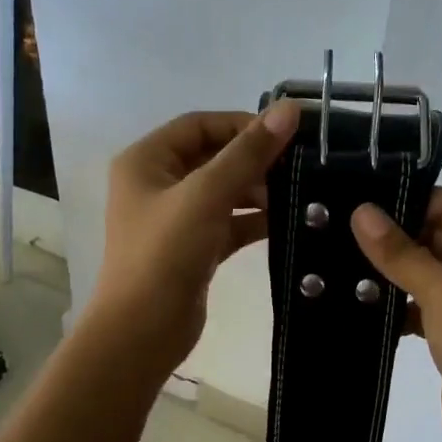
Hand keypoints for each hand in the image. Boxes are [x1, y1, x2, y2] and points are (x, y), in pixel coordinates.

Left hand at [91, 103, 299, 370]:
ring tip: (299, 195)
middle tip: (298, 168)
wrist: (142, 332)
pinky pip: (227, 224)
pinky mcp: (193, 249)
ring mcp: (175, 219)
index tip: (285, 136)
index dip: (241, 125)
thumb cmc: (165, 254)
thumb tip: (289, 109)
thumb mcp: (206, 196)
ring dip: (257, 191)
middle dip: (254, 161)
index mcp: (147, 161)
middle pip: (213, 157)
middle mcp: (157, 184)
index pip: (199, 125)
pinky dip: (253, 221)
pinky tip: (286, 222)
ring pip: (223, 192)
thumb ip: (248, 153)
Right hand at [351, 189, 441, 441]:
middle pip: (437, 233)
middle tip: (338, 234)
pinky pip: (427, 298)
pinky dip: (400, 300)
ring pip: (428, 267)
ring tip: (341, 265)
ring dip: (393, 271)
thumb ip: (400, 252)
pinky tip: (362, 303)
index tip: (355, 207)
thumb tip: (361, 211)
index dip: (405, 203)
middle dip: (394, 238)